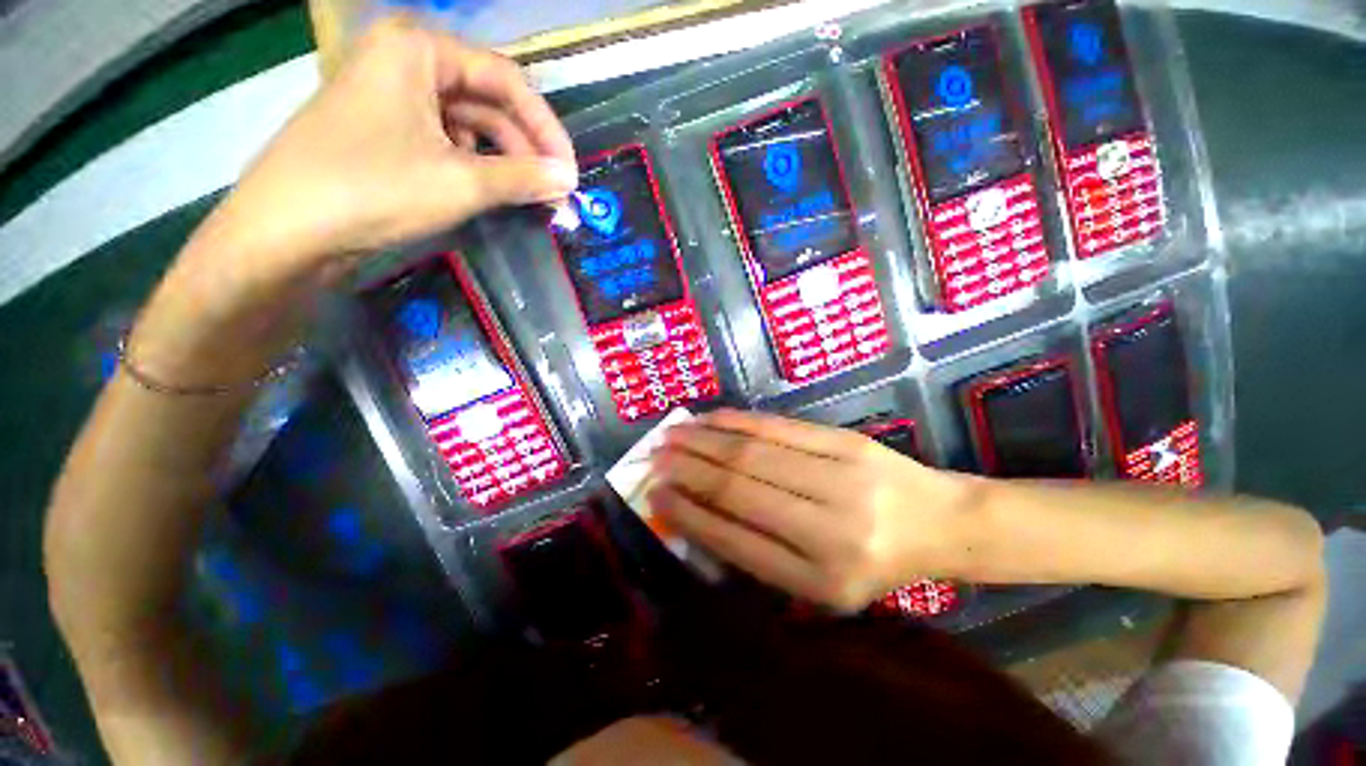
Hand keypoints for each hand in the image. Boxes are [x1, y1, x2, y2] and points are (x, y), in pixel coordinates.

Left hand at [207, 15, 577, 280]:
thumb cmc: (373, 189)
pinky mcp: (385, 129)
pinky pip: (445, 139)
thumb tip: (568, 180)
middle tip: (555, 192)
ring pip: (468, 123)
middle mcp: (405, 61)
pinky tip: (490, 191)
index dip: (545, 127)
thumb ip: (523, 177)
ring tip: (529, 198)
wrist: (286, 230)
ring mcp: (392, 96)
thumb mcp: (461, 183)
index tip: (570, 171)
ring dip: (503, 161)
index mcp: (419, 50)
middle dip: (525, 149)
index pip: (505, 79)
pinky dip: (474, 166)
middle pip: (487, 100)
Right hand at [649, 410, 977, 611]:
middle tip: (654, 456)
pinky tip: (711, 418)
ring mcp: (839, 478)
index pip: (735, 540)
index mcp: (819, 579)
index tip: (657, 495)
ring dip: (705, 441)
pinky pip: (779, 427)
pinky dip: (738, 420)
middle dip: (688, 469)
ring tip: (672, 434)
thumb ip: (762, 554)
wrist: (942, 523)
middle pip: (739, 487)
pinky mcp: (845, 441)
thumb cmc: (876, 563)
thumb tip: (700, 514)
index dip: (690, 515)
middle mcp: (828, 530)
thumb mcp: (821, 585)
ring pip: (752, 452)